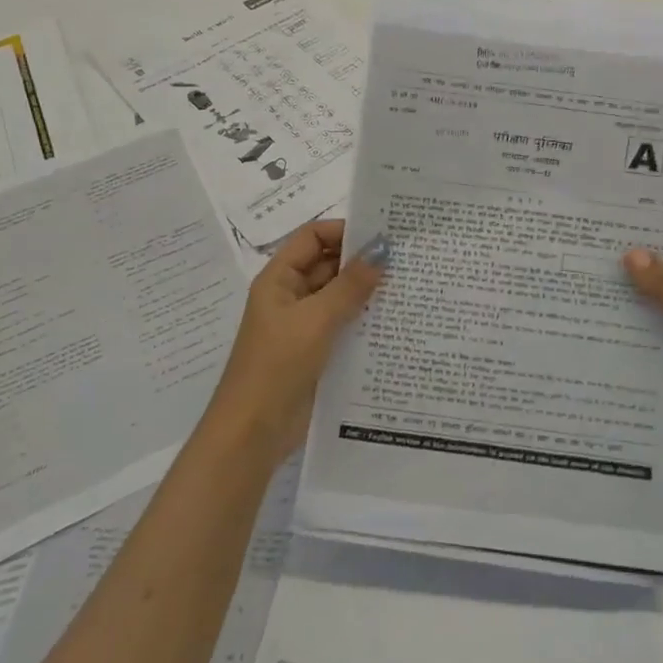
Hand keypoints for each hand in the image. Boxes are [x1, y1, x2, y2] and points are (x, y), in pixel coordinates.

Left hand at [208, 220, 386, 464]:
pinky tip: (396, 321)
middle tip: (406, 259)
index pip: (312, 237)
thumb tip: (381, 250)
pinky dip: (366, 320)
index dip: (343, 230)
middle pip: (328, 265)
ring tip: (409, 286)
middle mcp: (291, 296)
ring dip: (367, 292)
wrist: (253, 432)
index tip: (382, 233)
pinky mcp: (317, 352)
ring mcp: (304, 326)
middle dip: (362, 261)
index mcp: (279, 279)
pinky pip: (344, 325)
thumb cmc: (277, 365)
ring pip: (340, 297)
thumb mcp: (316, 319)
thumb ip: (350, 285)